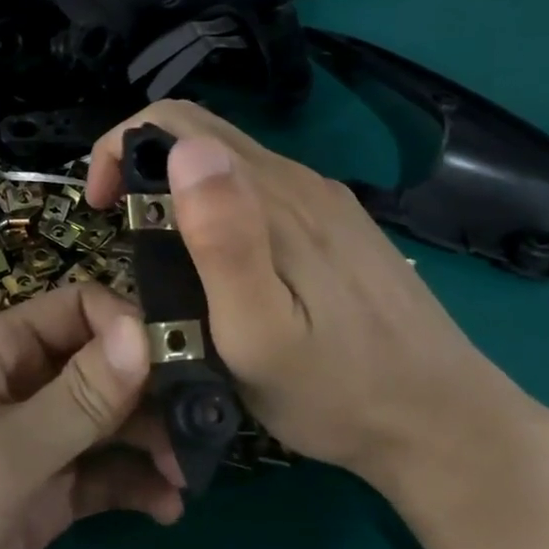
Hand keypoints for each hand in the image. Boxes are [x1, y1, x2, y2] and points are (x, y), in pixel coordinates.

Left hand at [0, 284, 183, 548]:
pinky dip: (130, 484)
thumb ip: (80, 396)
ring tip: (189, 473)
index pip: (79, 309)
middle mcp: (18, 384)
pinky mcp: (37, 495)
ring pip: (104, 422)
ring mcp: (28, 442)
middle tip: (204, 427)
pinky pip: (95, 475)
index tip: (184, 363)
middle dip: (151, 390)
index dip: (130, 327)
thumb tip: (143, 331)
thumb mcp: (6, 450)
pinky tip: (166, 508)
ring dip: (148, 440)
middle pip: (100, 366)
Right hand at [84, 100, 525, 483]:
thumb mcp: (259, 332)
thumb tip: (185, 150)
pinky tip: (221, 264)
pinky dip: (215, 204)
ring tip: (164, 258)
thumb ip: (222, 240)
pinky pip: (259, 188)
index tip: (102, 210)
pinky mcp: (338, 224)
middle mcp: (299, 180)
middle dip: (140, 165)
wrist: (446, 425)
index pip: (176, 122)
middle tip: (124, 235)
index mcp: (272, 197)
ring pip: (228, 161)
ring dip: (177, 188)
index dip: (120, 149)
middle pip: (200, 131)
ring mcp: (324, 200)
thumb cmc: (335, 392)